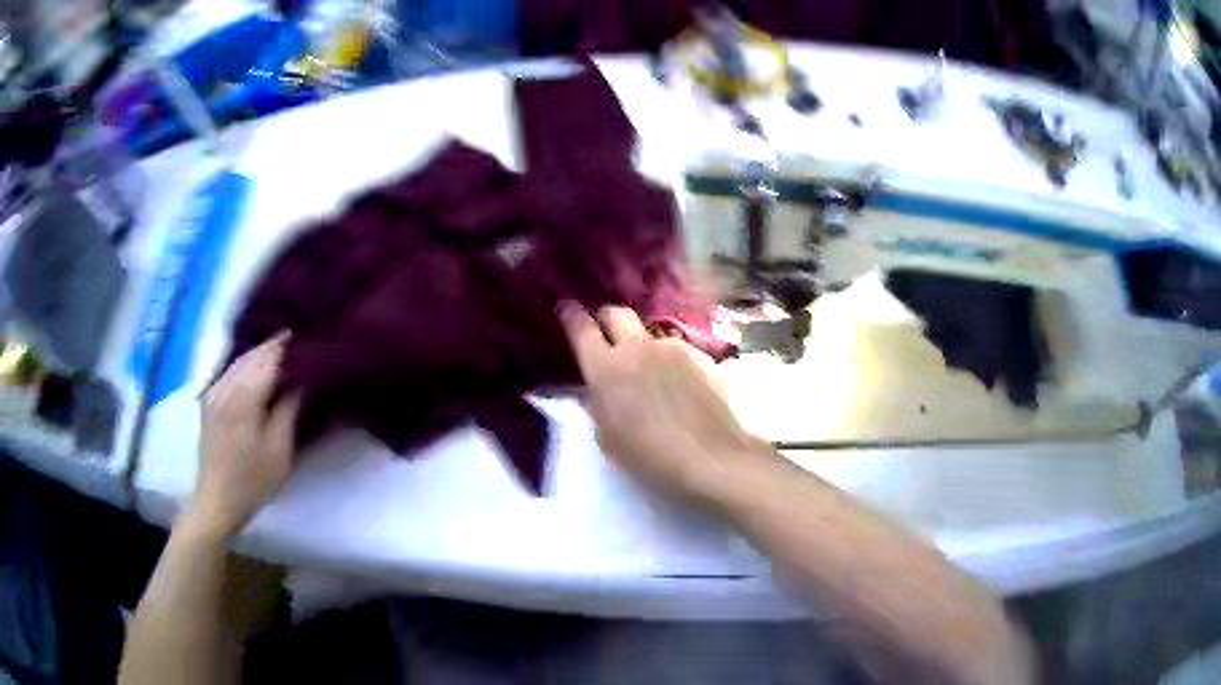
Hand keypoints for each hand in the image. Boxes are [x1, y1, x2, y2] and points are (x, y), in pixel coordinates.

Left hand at [192, 332, 301, 537]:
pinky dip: (244, 363)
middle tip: (298, 338)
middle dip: (274, 345)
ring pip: (239, 360)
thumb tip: (303, 378)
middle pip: (253, 355)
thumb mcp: (279, 449)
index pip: (269, 359)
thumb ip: (289, 408)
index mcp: (244, 396)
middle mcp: (226, 386)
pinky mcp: (209, 402)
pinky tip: (254, 365)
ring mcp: (214, 392)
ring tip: (280, 347)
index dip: (288, 346)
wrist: (217, 500)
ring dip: (259, 352)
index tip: (307, 335)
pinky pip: (229, 371)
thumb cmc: (253, 480)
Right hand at [559, 303, 767, 504]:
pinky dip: (669, 361)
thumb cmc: (651, 457)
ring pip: (649, 333)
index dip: (570, 316)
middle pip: (616, 313)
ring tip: (648, 371)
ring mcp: (673, 348)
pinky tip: (678, 385)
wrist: (712, 458)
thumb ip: (596, 405)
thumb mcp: (607, 439)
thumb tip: (594, 390)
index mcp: (606, 367)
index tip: (566, 311)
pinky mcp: (702, 355)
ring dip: (641, 345)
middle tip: (605, 338)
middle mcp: (637, 346)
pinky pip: (676, 350)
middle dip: (606, 320)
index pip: (580, 327)